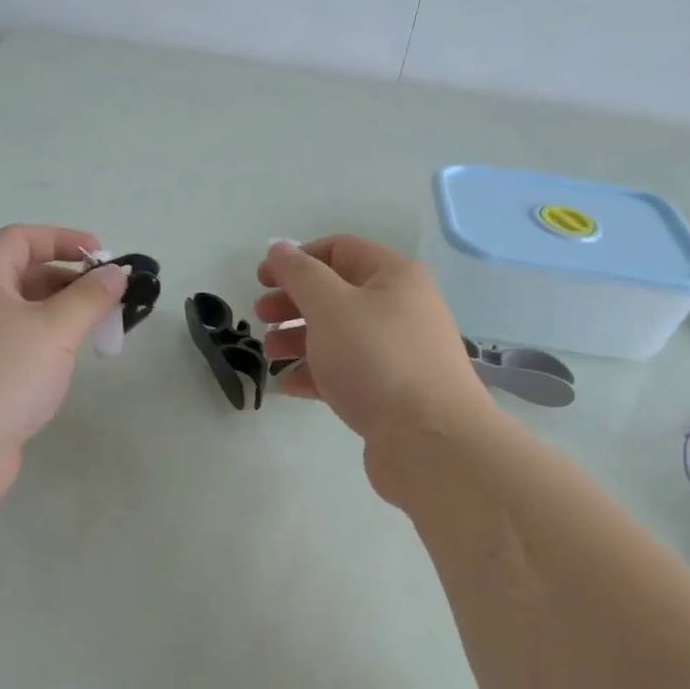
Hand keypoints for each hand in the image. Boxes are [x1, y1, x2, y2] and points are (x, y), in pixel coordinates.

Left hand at [0, 225, 127, 503]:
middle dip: (69, 281)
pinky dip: (45, 344)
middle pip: (23, 275)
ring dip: (60, 314)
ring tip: (97, 331)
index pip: (21, 238)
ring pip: (21, 313)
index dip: (64, 239)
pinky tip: (66, 364)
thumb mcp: (55, 329)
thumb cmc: (1, 374)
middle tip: (109, 300)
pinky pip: (16, 345)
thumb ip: (90, 297)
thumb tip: (116, 273)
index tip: (104, 257)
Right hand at [254, 237, 497, 490]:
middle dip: (294, 301)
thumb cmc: (376, 359)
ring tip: (270, 354)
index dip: (297, 258)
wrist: (429, 440)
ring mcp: (398, 353)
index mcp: (394, 276)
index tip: (262, 279)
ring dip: (300, 338)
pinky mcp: (392, 392)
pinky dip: (317, 373)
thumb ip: (300, 274)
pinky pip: (348, 372)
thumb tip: (280, 248)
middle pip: (337, 293)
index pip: (339, 249)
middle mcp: (401, 308)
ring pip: (340, 335)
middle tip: (260, 316)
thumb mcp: (330, 305)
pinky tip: (289, 385)